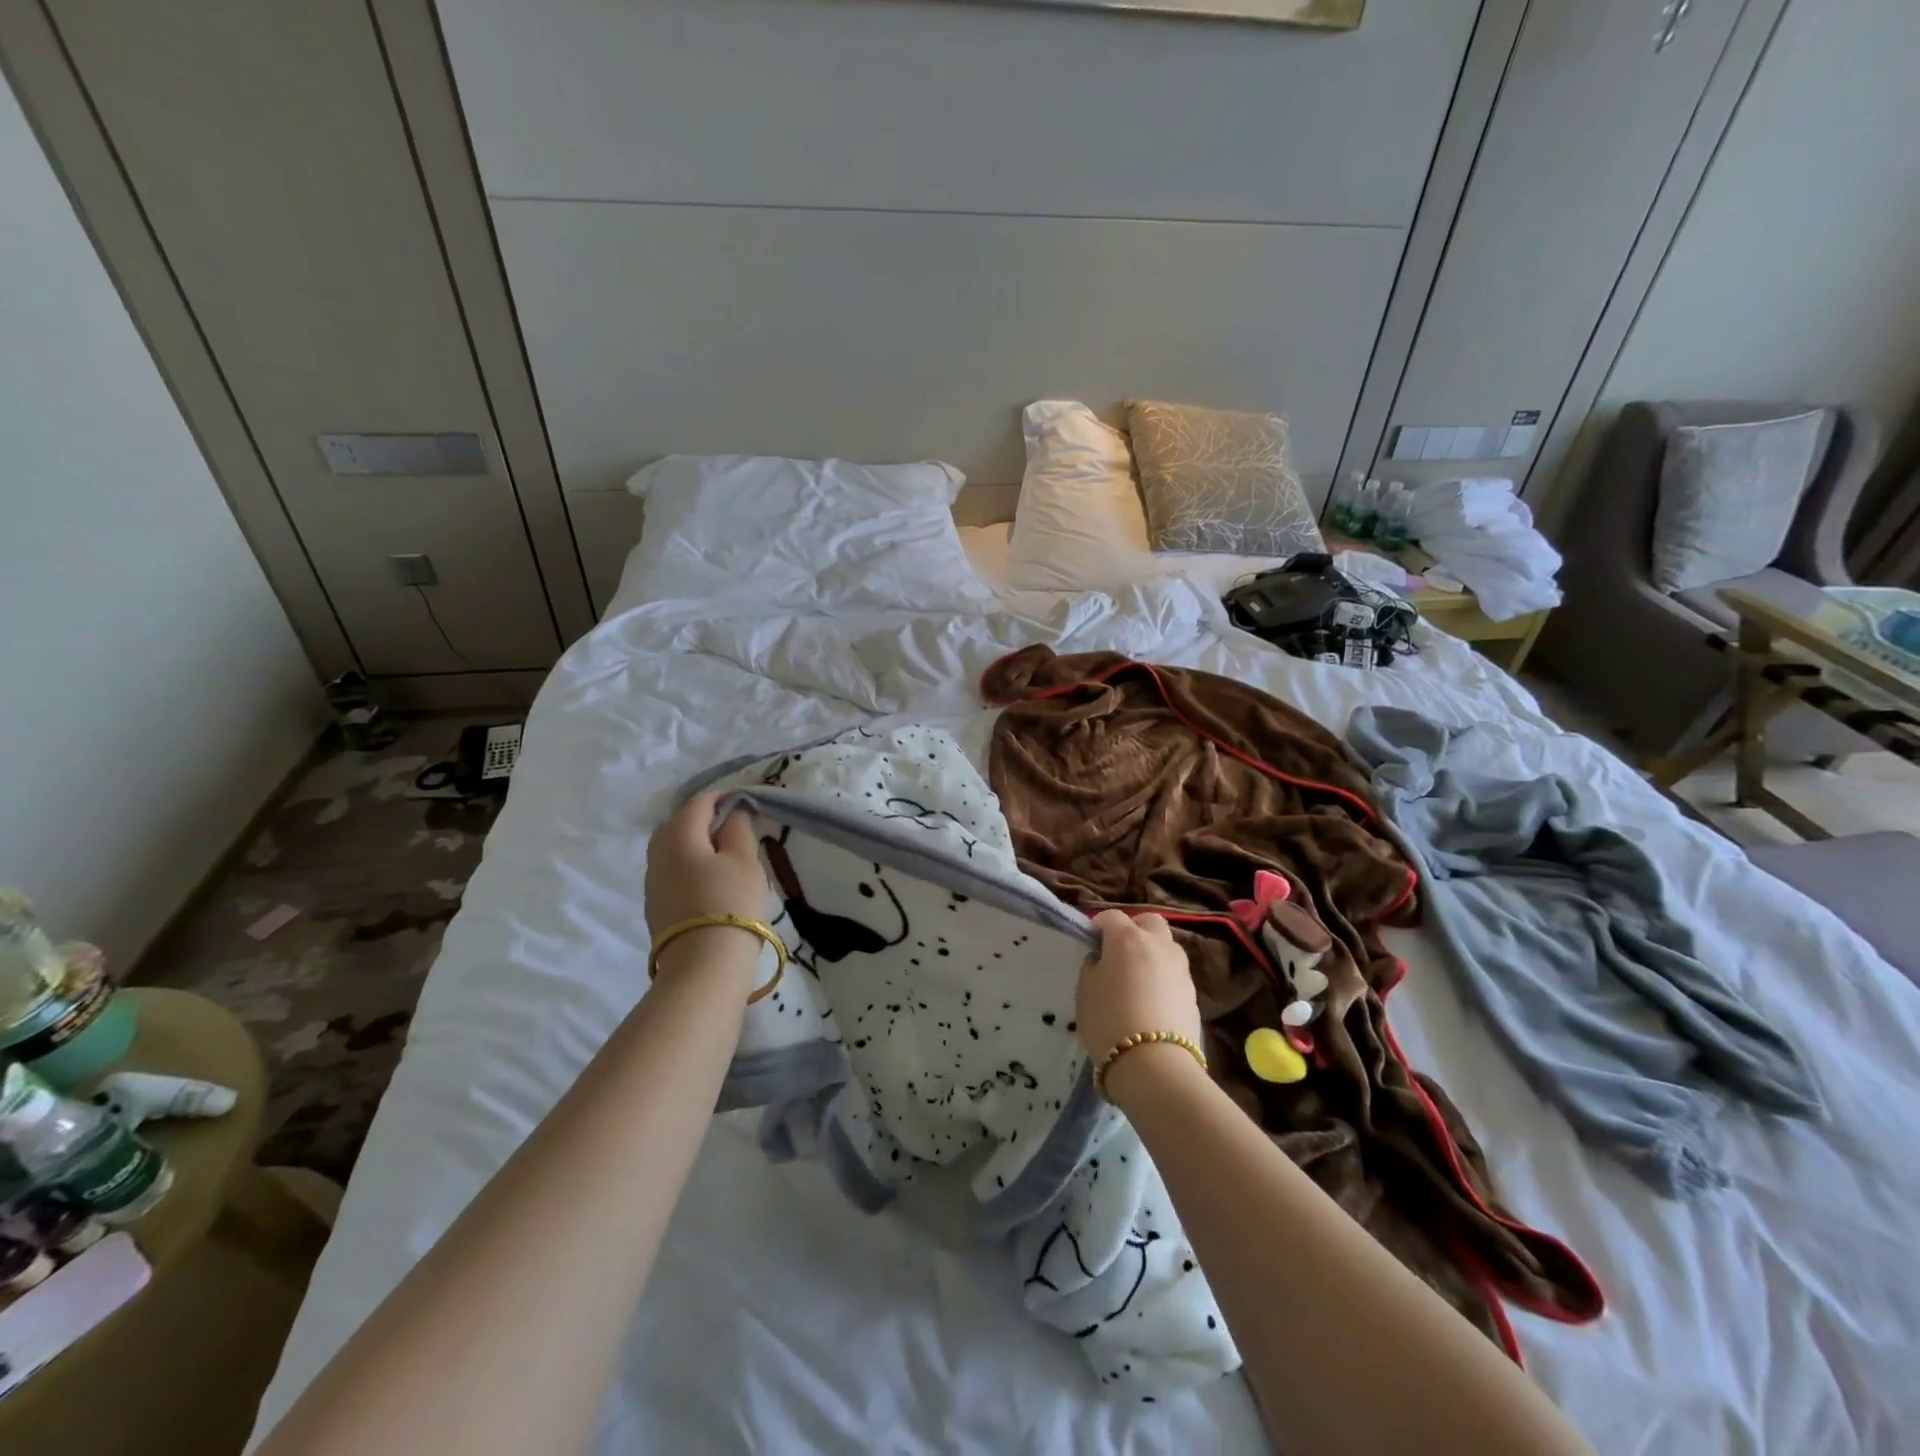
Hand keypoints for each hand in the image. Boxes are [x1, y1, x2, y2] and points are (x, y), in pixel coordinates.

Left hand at [644, 793, 772, 983]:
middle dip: (702, 820)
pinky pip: (671, 874)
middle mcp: (657, 854)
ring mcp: (652, 883)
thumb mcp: (746, 861)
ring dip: (694, 846)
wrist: (704, 966)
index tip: (744, 803)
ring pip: (671, 851)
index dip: (722, 798)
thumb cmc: (731, 903)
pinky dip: (688, 868)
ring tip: (723, 857)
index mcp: (678, 835)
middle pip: (678, 825)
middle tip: (733, 829)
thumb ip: (739, 829)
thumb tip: (732, 812)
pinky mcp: (654, 908)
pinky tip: (709, 882)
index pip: (698, 803)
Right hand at [1076, 910, 1203, 1069]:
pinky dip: (1163, 980)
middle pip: (1149, 922)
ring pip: (1166, 948)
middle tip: (1119, 954)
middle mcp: (1158, 945)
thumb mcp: (1085, 990)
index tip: (1091, 945)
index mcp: (1128, 938)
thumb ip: (1093, 966)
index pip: (1111, 917)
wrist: (1155, 1066)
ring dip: (1152, 955)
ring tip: (1137, 981)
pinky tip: (1152, 1003)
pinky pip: (1174, 975)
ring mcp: (1180, 968)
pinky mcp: (1193, 994)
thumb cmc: (1109, 1021)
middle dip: (1135, 930)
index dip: (1099, 927)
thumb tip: (1102, 960)